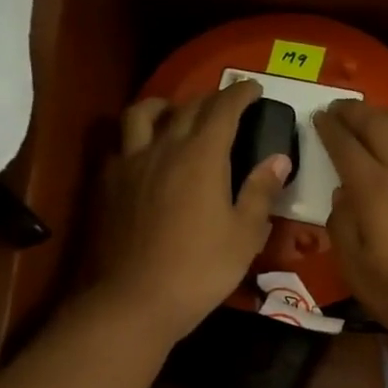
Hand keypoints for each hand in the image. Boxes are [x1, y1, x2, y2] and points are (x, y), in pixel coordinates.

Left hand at [90, 80, 291, 345]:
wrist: (136, 299)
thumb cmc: (201, 269)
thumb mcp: (244, 234)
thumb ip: (260, 191)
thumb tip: (278, 158)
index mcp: (202, 156)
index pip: (224, 109)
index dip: (241, 94)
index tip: (254, 88)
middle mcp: (164, 148)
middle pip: (187, 107)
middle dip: (211, 99)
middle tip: (227, 104)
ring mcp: (131, 164)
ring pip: (142, 114)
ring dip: (163, 105)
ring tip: (175, 113)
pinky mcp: (108, 185)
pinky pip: (121, 146)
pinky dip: (137, 139)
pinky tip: (144, 155)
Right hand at [315, 100, 387, 345]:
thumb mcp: (357, 271)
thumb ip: (342, 226)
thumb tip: (341, 194)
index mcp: (375, 193)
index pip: (346, 147)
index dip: (329, 129)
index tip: (316, 116)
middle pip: (377, 125)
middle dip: (353, 111)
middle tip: (335, 107)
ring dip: (381, 114)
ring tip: (364, 114)